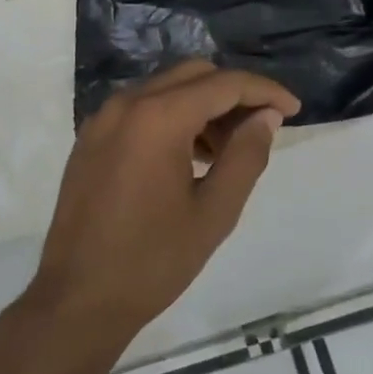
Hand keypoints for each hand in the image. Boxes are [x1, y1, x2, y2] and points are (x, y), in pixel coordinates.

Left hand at [26, 61, 299, 341]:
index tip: (294, 110)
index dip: (265, 91)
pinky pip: (140, 109)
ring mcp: (102, 119)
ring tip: (226, 152)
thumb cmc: (153, 260)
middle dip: (233, 94)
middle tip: (260, 131)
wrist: (78, 298)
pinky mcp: (90, 138)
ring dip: (202, 106)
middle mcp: (126, 104)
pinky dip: (172, 118)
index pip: (223, 84)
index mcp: (158, 118)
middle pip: (193, 75)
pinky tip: (189, 157)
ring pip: (165, 89)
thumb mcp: (214, 212)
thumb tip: (266, 116)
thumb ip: (246, 155)